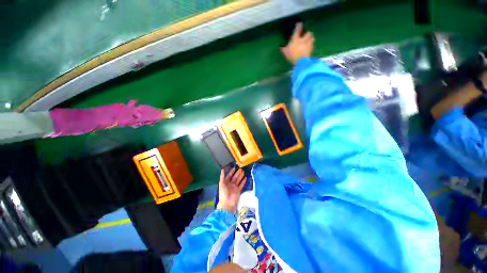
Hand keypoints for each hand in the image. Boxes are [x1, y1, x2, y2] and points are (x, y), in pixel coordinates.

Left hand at [217, 167, 245, 211]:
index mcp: (226, 182)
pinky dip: (243, 181)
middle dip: (237, 173)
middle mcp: (230, 184)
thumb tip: (222, 169)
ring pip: (238, 180)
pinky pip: (241, 185)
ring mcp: (235, 187)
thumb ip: (222, 176)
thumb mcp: (221, 184)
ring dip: (241, 176)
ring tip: (243, 172)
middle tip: (241, 169)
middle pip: (235, 177)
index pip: (229, 176)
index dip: (232, 172)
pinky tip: (245, 178)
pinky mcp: (238, 190)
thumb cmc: (223, 193)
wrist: (227, 203)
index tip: (234, 167)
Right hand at [281, 22, 314, 64]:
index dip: (298, 26)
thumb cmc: (292, 56)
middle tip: (307, 34)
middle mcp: (303, 39)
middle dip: (307, 33)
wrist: (301, 61)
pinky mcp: (311, 49)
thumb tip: (281, 48)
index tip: (299, 24)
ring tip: (310, 40)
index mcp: (296, 39)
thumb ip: (284, 49)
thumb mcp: (286, 53)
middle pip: (308, 33)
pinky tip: (310, 47)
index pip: (297, 30)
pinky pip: (312, 45)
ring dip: (311, 38)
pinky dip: (311, 45)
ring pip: (312, 38)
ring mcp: (308, 44)